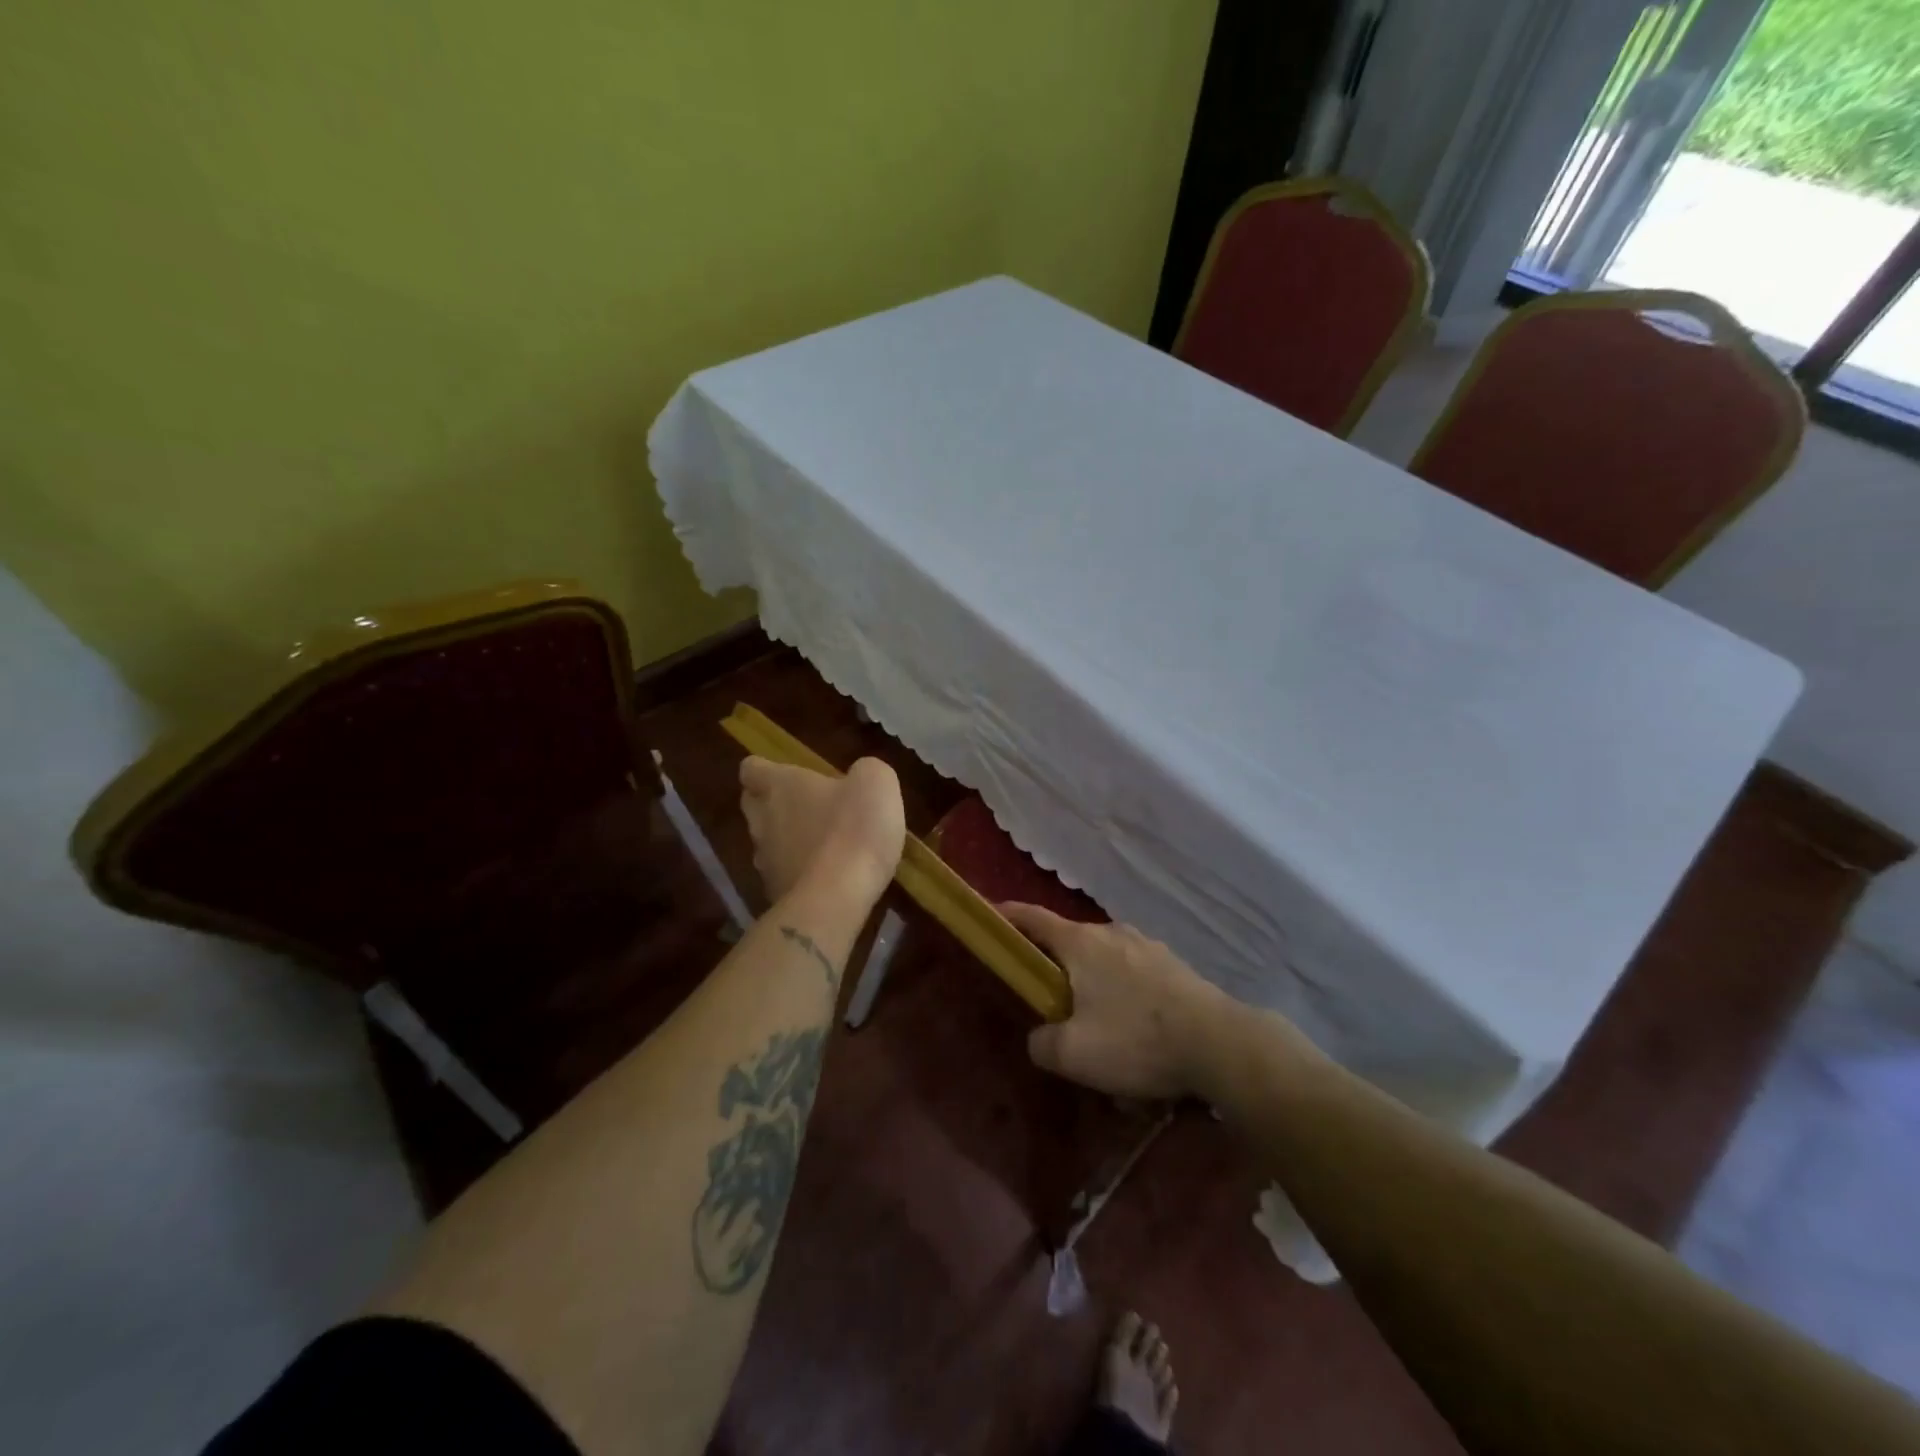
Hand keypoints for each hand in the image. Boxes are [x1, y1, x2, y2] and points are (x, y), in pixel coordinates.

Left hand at [739, 756, 905, 906]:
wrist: (837, 898)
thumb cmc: (854, 829)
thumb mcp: (876, 783)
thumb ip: (864, 771)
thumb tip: (858, 778)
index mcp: (780, 786)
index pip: (751, 769)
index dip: (765, 769)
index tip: (786, 773)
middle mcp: (763, 820)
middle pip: (752, 804)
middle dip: (770, 803)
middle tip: (804, 805)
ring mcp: (765, 861)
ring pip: (765, 842)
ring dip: (786, 840)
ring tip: (820, 845)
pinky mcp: (774, 893)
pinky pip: (782, 874)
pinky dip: (798, 872)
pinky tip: (826, 877)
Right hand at [1001, 904, 1231, 1100]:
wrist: (1219, 1044)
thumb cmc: (1136, 1040)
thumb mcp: (1073, 1054)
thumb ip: (1042, 1043)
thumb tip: (1040, 1037)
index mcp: (1081, 943)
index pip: (1033, 918)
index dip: (1009, 915)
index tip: (992, 915)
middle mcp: (1113, 933)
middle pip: (1071, 942)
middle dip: (1058, 967)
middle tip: (1052, 1002)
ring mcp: (1148, 946)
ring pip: (1107, 961)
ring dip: (1096, 986)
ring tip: (1101, 1029)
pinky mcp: (1175, 966)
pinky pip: (1136, 975)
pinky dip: (1127, 996)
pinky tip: (1138, 1035)